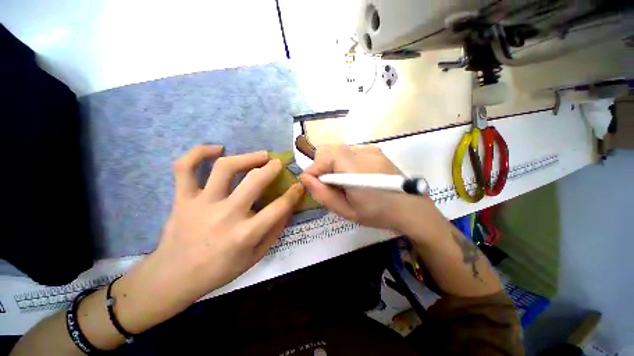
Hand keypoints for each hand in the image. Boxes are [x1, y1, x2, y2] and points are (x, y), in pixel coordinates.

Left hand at [153, 145, 303, 298]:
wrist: (174, 277)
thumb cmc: (219, 270)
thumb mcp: (255, 256)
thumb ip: (275, 231)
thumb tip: (288, 208)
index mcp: (245, 234)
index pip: (279, 207)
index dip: (293, 193)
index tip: (299, 185)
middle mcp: (225, 215)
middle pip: (254, 181)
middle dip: (272, 168)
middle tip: (278, 163)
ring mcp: (201, 204)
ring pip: (225, 168)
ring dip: (247, 157)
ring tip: (259, 155)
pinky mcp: (181, 198)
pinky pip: (185, 167)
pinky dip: (199, 153)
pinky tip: (217, 149)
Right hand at [300, 145, 450, 243]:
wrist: (411, 209)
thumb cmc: (378, 214)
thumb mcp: (347, 211)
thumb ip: (323, 194)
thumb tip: (305, 178)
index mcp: (355, 169)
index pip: (325, 157)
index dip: (314, 169)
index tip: (312, 183)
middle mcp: (362, 153)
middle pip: (330, 151)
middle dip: (323, 167)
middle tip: (328, 185)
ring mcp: (370, 150)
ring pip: (339, 151)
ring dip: (334, 165)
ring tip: (342, 183)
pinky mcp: (375, 151)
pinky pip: (350, 153)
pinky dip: (345, 163)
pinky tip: (354, 177)